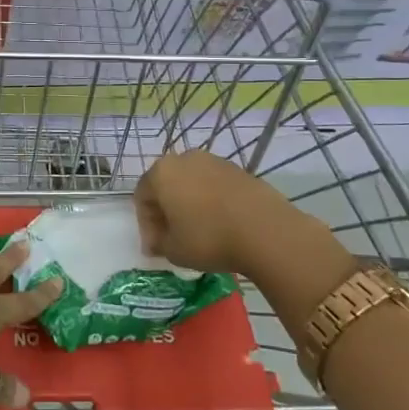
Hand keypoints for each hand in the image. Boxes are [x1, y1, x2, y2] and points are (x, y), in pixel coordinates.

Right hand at [136, 150, 342, 284]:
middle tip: (173, 237)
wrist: (265, 230)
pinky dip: (212, 202)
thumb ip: (158, 243)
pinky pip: (215, 186)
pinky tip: (221, 224)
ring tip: (199, 231)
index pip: (142, 197)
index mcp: (161, 173)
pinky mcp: (238, 170)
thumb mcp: (173, 250)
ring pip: (192, 183)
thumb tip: (158, 241)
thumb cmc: (209, 239)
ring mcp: (214, 161)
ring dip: (189, 205)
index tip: (156, 248)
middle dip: (166, 211)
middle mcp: (184, 159)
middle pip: (166, 185)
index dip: (146, 225)